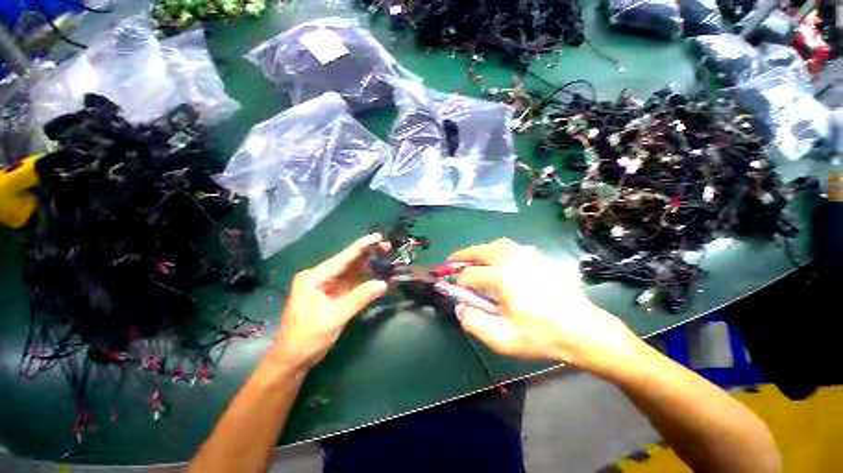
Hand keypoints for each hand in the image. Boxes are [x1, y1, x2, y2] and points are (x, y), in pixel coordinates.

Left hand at [271, 234, 388, 371]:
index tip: (378, 236)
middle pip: (348, 262)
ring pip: (352, 272)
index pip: (343, 258)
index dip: (362, 246)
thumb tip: (383, 283)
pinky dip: (366, 282)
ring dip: (369, 267)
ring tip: (387, 260)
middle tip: (388, 248)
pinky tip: (379, 278)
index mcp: (314, 277)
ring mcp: (326, 287)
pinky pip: (352, 285)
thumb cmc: (306, 338)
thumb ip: (359, 298)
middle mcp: (320, 278)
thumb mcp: (333, 318)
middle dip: (368, 255)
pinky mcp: (333, 296)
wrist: (292, 361)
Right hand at [451, 239, 641, 375]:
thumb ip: (474, 323)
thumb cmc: (542, 335)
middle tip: (452, 260)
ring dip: (483, 250)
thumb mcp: (503, 338)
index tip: (455, 289)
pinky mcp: (541, 259)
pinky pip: (514, 248)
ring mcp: (529, 256)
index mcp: (502, 276)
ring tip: (476, 259)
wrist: (584, 330)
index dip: (459, 282)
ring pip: (498, 244)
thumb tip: (460, 308)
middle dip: (464, 255)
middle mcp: (513, 259)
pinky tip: (502, 261)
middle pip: (481, 250)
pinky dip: (501, 250)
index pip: (470, 275)